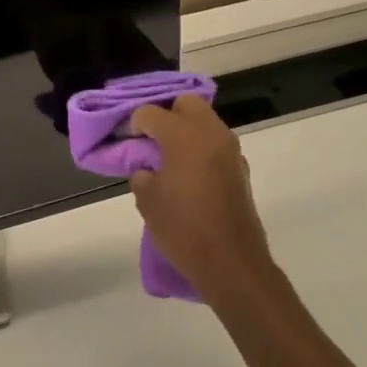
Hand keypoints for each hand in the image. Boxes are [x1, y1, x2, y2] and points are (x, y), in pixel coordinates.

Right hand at [128, 94, 280, 305]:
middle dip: (166, 114)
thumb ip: (142, 173)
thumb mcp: (147, 200)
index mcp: (184, 135)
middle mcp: (211, 133)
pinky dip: (200, 148)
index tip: (126, 141)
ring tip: (167, 157)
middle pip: (185, 103)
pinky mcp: (240, 168)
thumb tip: (148, 167)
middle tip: (150, 139)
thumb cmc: (183, 229)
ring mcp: (230, 150)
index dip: (134, 124)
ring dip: (185, 130)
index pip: (150, 112)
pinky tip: (186, 173)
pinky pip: (215, 144)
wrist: (231, 263)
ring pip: (205, 121)